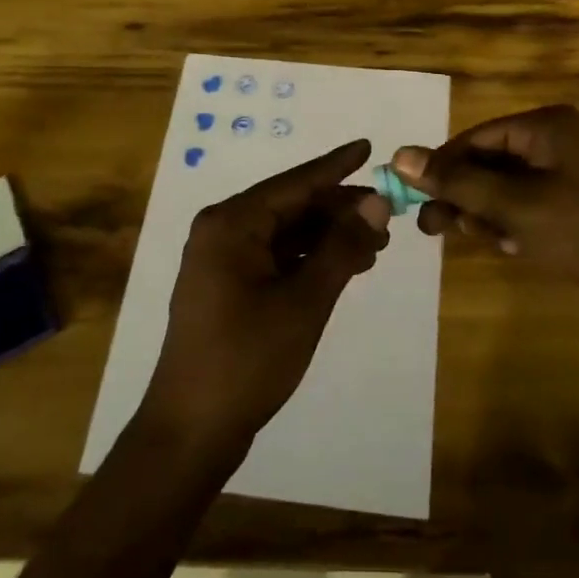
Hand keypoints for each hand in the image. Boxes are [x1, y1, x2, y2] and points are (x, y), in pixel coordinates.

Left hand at [140, 140, 391, 459]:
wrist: (192, 430)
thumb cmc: (248, 359)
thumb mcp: (305, 301)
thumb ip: (341, 247)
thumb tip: (376, 204)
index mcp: (232, 223)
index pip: (294, 183)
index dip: (336, 166)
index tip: (369, 147)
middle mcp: (222, 231)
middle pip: (290, 206)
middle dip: (338, 211)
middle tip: (387, 217)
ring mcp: (221, 260)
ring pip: (285, 233)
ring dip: (328, 237)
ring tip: (375, 246)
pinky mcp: (227, 287)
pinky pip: (275, 257)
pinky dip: (309, 259)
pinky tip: (343, 268)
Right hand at [393, 104, 578, 305]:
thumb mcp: (515, 206)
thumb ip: (457, 182)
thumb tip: (399, 155)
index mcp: (545, 126)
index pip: (474, 138)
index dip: (440, 167)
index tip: (411, 200)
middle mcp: (557, 142)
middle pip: (489, 162)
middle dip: (462, 195)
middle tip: (433, 230)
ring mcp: (571, 175)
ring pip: (506, 189)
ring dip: (486, 214)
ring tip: (484, 242)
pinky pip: (530, 207)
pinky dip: (513, 225)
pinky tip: (512, 249)